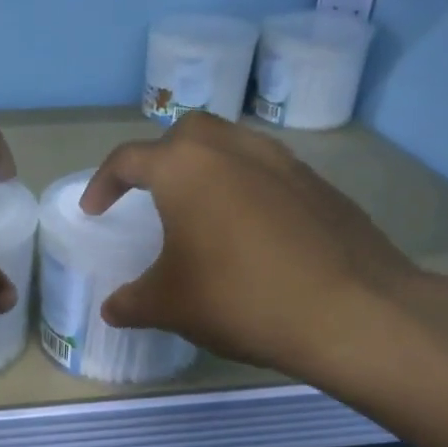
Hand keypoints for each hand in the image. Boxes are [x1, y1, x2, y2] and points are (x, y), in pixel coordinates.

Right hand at [80, 113, 434, 384]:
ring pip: (234, 146)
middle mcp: (233, 149)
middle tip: (153, 195)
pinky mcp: (321, 186)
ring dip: (209, 168)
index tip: (95, 211)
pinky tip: (253, 233)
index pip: (128, 159)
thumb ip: (132, 302)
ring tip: (203, 211)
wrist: (352, 312)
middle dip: (161, 157)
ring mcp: (284, 162)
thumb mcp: (169, 305)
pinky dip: (249, 189)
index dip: (103, 184)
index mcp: (185, 168)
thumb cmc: (240, 297)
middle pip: (186, 134)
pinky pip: (270, 173)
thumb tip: (112, 309)